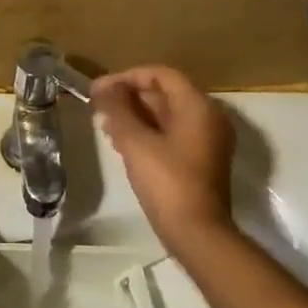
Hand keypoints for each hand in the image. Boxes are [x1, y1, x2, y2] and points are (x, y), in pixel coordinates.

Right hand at [92, 65, 235, 246]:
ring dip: (136, 117)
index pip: (162, 75)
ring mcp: (207, 141)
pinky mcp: (201, 162)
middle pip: (166, 95)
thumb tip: (102, 87)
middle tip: (98, 108)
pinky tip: (123, 145)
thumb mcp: (136, 143)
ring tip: (105, 126)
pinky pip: (172, 136)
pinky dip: (148, 134)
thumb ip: (118, 111)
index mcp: (198, 107)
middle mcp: (208, 118)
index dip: (128, 77)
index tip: (99, 89)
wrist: (197, 232)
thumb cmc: (167, 183)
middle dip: (130, 98)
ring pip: (167, 117)